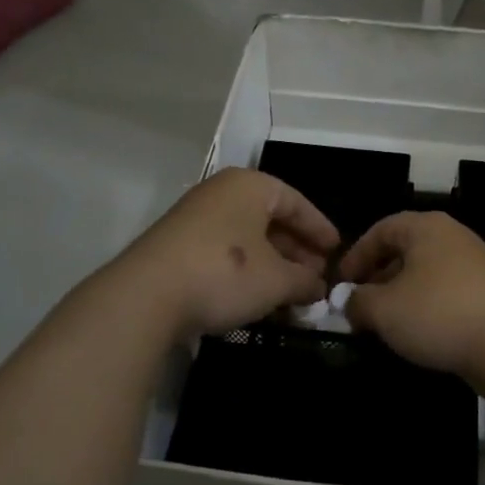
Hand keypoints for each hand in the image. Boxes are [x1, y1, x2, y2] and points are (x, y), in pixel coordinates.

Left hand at [123, 169, 339, 338]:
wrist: (146, 296)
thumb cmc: (225, 273)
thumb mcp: (277, 280)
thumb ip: (305, 281)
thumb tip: (320, 289)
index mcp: (249, 186)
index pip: (297, 203)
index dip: (320, 229)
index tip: (338, 252)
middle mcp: (221, 193)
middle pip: (271, 220)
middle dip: (297, 251)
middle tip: (316, 277)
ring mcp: (194, 219)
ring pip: (248, 238)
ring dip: (274, 265)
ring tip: (292, 293)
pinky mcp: (176, 246)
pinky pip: (225, 252)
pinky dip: (247, 272)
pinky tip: (258, 298)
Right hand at [339, 211, 484, 386]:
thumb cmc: (439, 314)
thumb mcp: (383, 309)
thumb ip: (358, 303)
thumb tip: (349, 303)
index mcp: (426, 228)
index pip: (381, 229)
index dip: (356, 255)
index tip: (340, 284)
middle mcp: (452, 237)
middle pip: (404, 250)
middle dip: (377, 277)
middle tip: (358, 306)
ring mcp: (474, 265)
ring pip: (425, 274)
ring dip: (400, 296)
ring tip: (383, 324)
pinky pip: (445, 293)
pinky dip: (425, 308)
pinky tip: (416, 335)